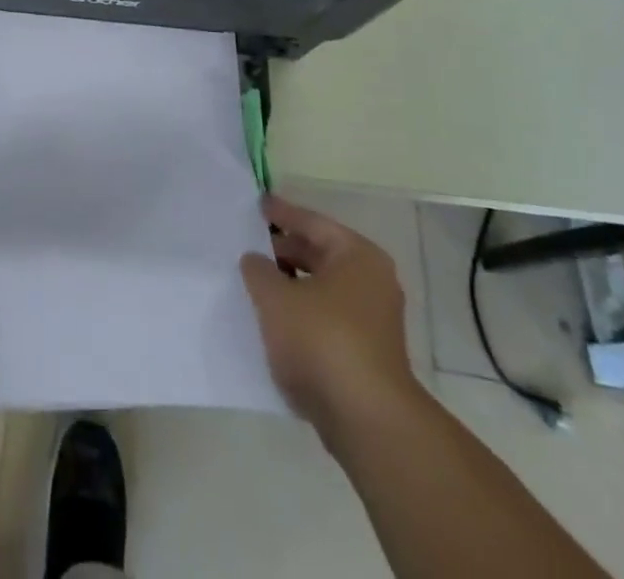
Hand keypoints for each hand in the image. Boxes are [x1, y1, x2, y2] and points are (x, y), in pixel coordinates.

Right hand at [241, 194, 424, 444]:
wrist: (366, 420)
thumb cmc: (321, 340)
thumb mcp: (275, 297)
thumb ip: (258, 270)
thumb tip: (255, 259)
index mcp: (357, 256)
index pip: (313, 223)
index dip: (282, 213)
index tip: (257, 204)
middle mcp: (372, 282)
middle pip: (320, 255)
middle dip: (285, 250)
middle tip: (250, 244)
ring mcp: (374, 321)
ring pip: (323, 289)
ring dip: (292, 285)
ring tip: (256, 282)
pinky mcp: (366, 355)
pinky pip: (326, 319)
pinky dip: (302, 313)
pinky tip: (274, 320)